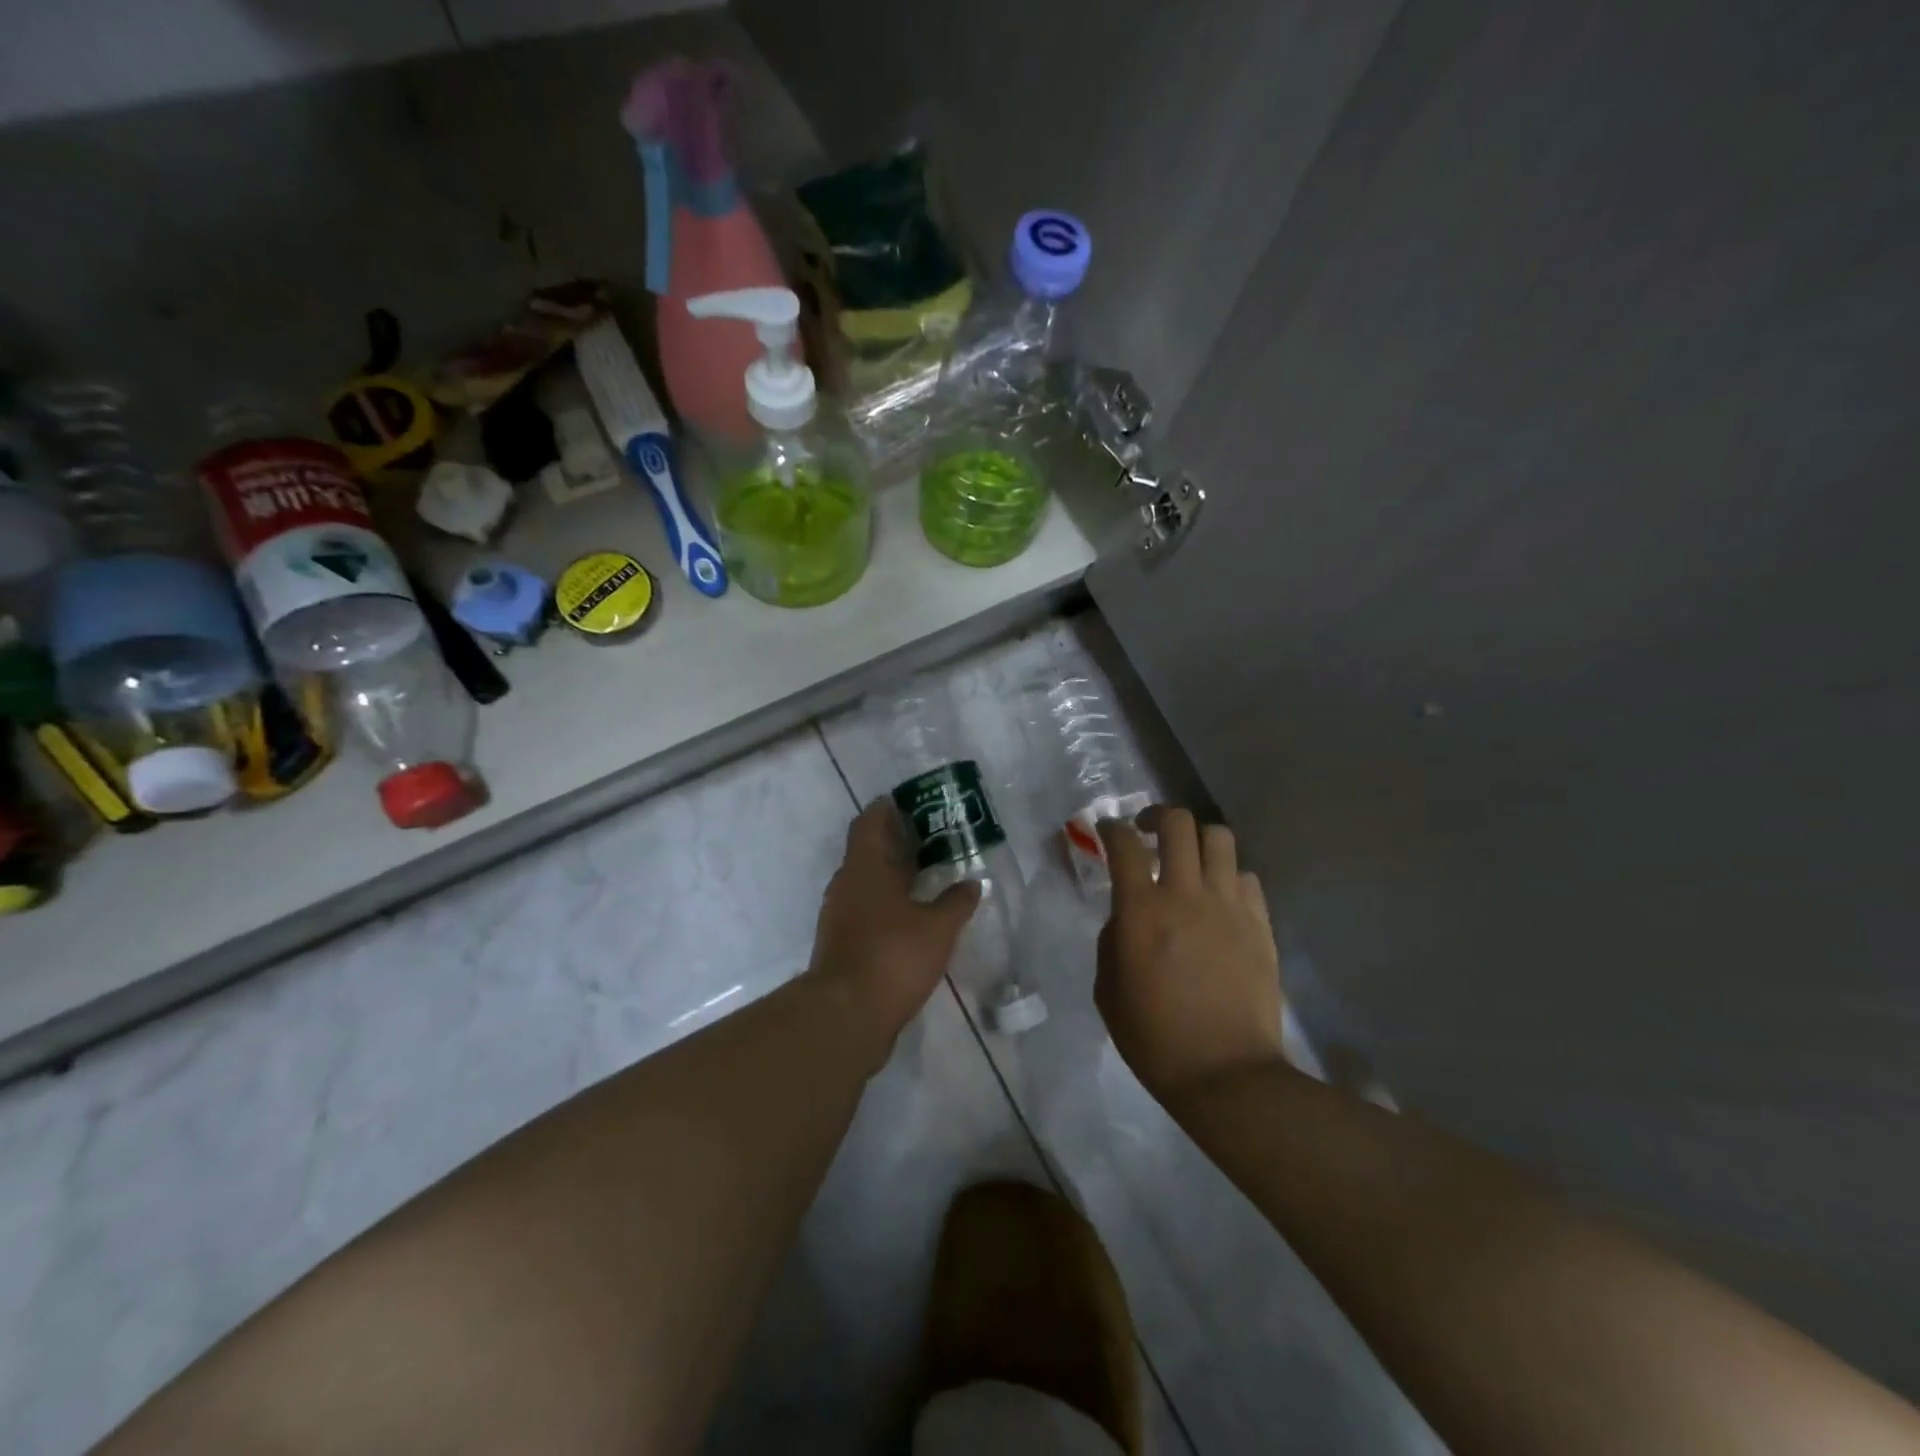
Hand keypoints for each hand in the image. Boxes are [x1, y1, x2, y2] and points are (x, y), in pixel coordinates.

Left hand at [806, 800, 980, 1059]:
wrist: (846, 1016)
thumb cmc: (892, 957)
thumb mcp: (938, 928)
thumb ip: (957, 902)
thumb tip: (973, 883)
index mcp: (865, 867)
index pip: (870, 822)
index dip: (888, 808)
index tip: (913, 805)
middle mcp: (847, 884)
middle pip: (869, 850)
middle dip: (899, 843)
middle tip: (934, 840)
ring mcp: (840, 914)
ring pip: (867, 882)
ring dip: (894, 875)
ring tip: (930, 877)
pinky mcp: (842, 942)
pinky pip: (866, 908)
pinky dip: (888, 903)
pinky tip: (914, 917)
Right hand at [1095, 807, 1284, 1103]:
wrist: (1225, 1075)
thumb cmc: (1154, 1038)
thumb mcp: (1108, 990)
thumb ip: (1111, 940)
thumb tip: (1126, 915)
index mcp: (1142, 911)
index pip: (1124, 844)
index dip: (1111, 828)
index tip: (1106, 830)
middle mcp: (1187, 895)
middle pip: (1178, 823)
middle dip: (1157, 816)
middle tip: (1148, 832)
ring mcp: (1229, 907)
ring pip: (1220, 839)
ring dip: (1197, 840)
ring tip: (1189, 859)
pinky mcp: (1260, 925)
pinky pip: (1247, 877)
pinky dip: (1228, 876)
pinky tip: (1219, 898)